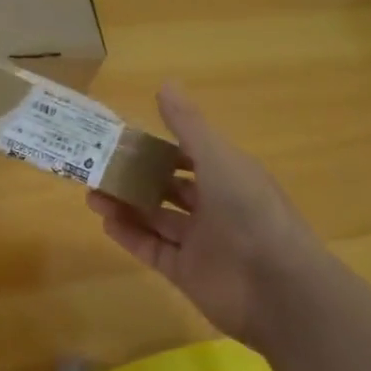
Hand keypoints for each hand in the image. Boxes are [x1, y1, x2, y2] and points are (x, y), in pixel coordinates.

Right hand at [87, 83, 316, 349]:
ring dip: (126, 206)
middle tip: (100, 168)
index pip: (188, 156)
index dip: (158, 147)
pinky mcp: (188, 274)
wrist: (278, 286)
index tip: (124, 139)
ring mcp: (201, 243)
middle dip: (137, 178)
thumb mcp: (217, 156)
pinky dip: (131, 237)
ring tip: (93, 194)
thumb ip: (187, 124)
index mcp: (228, 175)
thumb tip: (165, 83)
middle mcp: (215, 207)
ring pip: (156, 219)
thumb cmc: (249, 209)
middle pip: (168, 188)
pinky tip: (106, 221)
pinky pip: (154, 250)